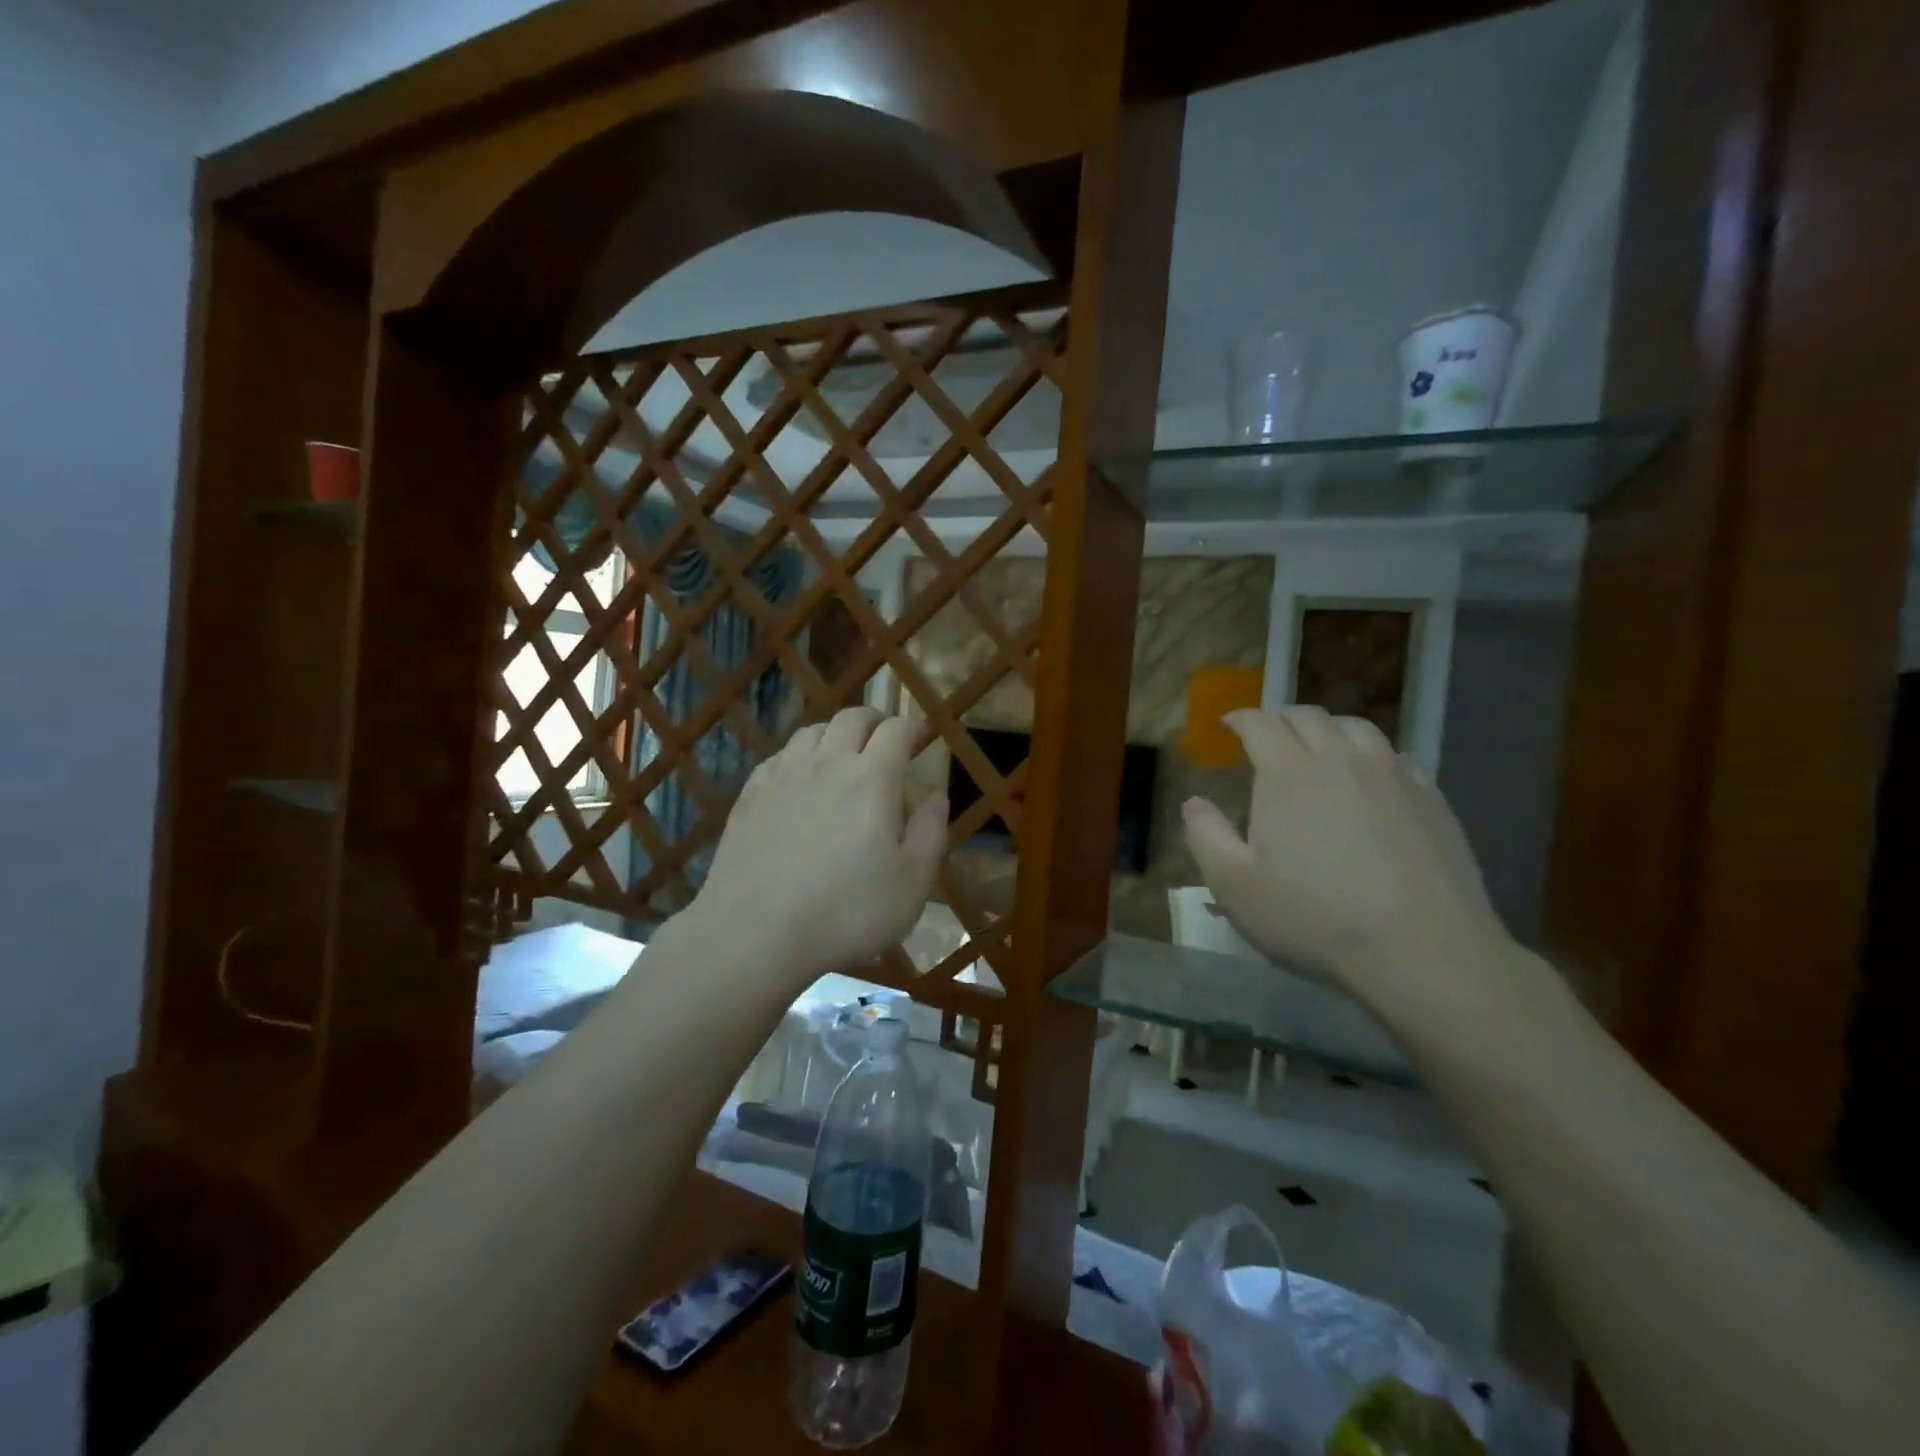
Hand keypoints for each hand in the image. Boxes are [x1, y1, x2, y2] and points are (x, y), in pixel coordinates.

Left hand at [686, 706, 946, 984]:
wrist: (755, 933)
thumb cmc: (846, 912)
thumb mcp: (911, 883)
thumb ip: (930, 834)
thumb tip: (936, 797)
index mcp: (872, 778)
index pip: (896, 730)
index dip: (912, 728)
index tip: (919, 737)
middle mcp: (827, 763)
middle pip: (852, 718)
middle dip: (875, 721)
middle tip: (884, 738)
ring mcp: (783, 776)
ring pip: (812, 731)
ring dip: (834, 734)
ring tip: (842, 754)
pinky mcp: (750, 796)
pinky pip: (779, 757)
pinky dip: (798, 756)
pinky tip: (798, 779)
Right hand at [1181, 707, 1507, 1011]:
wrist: (1423, 951)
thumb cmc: (1315, 918)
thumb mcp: (1235, 887)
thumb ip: (1205, 837)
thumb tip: (1193, 803)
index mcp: (1289, 775)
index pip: (1261, 724)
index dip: (1240, 718)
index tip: (1228, 724)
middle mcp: (1341, 761)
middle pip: (1309, 717)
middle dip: (1280, 718)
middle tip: (1266, 734)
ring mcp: (1393, 776)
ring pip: (1356, 728)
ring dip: (1327, 728)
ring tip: (1317, 746)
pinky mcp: (1431, 799)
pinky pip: (1395, 756)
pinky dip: (1370, 754)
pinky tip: (1369, 778)